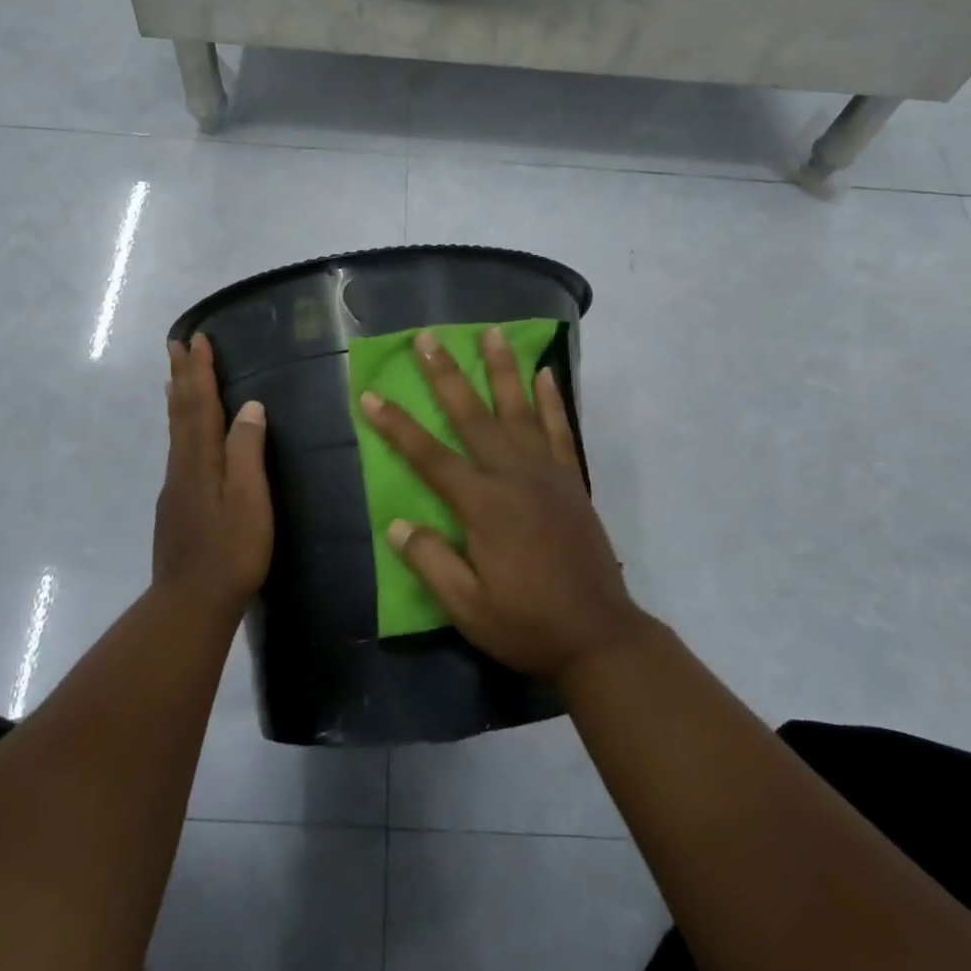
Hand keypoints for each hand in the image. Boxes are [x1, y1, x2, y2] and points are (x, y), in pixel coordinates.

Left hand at [153, 333, 272, 613]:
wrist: (190, 603)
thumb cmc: (230, 551)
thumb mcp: (249, 500)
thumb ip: (247, 452)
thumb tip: (250, 407)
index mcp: (201, 460)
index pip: (200, 404)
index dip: (200, 372)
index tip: (197, 340)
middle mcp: (182, 466)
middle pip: (180, 411)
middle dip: (181, 376)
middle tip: (176, 344)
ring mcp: (176, 486)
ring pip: (176, 430)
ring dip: (177, 398)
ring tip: (176, 377)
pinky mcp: (177, 505)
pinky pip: (178, 448)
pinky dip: (180, 425)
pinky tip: (185, 433)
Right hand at [359, 327, 645, 680]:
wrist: (600, 636)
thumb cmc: (528, 625)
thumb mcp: (468, 608)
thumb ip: (431, 562)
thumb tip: (398, 524)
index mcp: (483, 506)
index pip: (429, 457)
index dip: (397, 426)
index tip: (370, 395)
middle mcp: (514, 477)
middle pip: (473, 417)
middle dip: (446, 375)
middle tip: (428, 338)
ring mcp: (548, 474)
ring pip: (519, 410)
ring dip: (502, 369)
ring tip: (491, 333)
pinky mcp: (572, 481)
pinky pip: (560, 430)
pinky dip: (552, 400)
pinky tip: (545, 374)